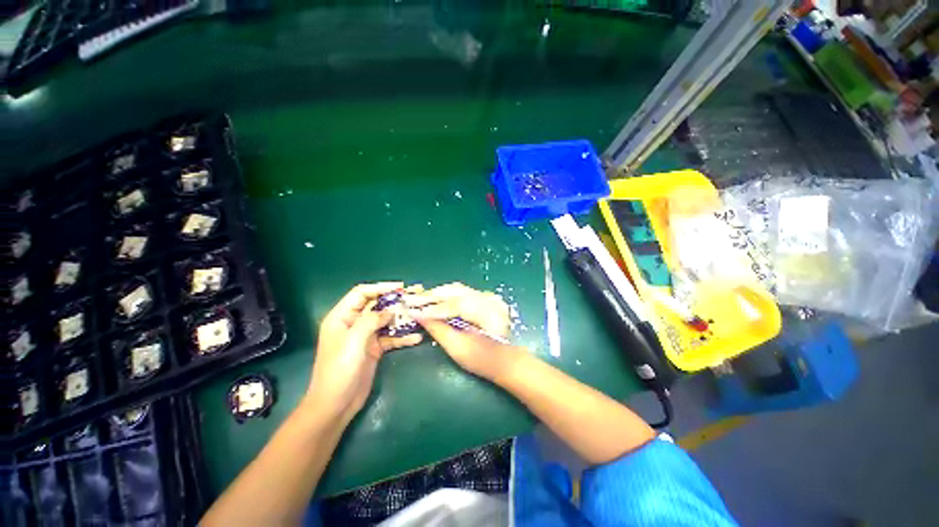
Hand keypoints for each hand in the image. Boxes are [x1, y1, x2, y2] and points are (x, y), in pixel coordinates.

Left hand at [306, 282, 422, 423]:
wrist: (336, 404)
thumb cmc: (339, 369)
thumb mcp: (354, 341)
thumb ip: (371, 320)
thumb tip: (390, 311)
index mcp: (342, 317)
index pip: (361, 293)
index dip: (380, 287)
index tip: (400, 287)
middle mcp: (354, 323)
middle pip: (376, 305)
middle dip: (395, 301)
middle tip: (414, 297)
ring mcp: (365, 337)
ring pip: (386, 321)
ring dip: (401, 318)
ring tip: (419, 314)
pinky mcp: (374, 349)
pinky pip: (391, 338)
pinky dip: (402, 337)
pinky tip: (416, 338)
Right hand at [413, 283, 524, 382]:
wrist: (504, 360)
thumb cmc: (481, 360)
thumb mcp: (458, 349)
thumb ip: (438, 329)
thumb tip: (419, 316)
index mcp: (488, 314)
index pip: (456, 305)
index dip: (433, 308)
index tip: (413, 310)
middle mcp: (490, 300)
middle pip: (457, 292)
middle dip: (433, 296)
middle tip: (412, 300)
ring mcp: (489, 297)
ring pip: (459, 289)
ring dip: (439, 294)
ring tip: (420, 299)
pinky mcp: (485, 297)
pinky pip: (463, 292)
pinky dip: (448, 295)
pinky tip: (435, 299)